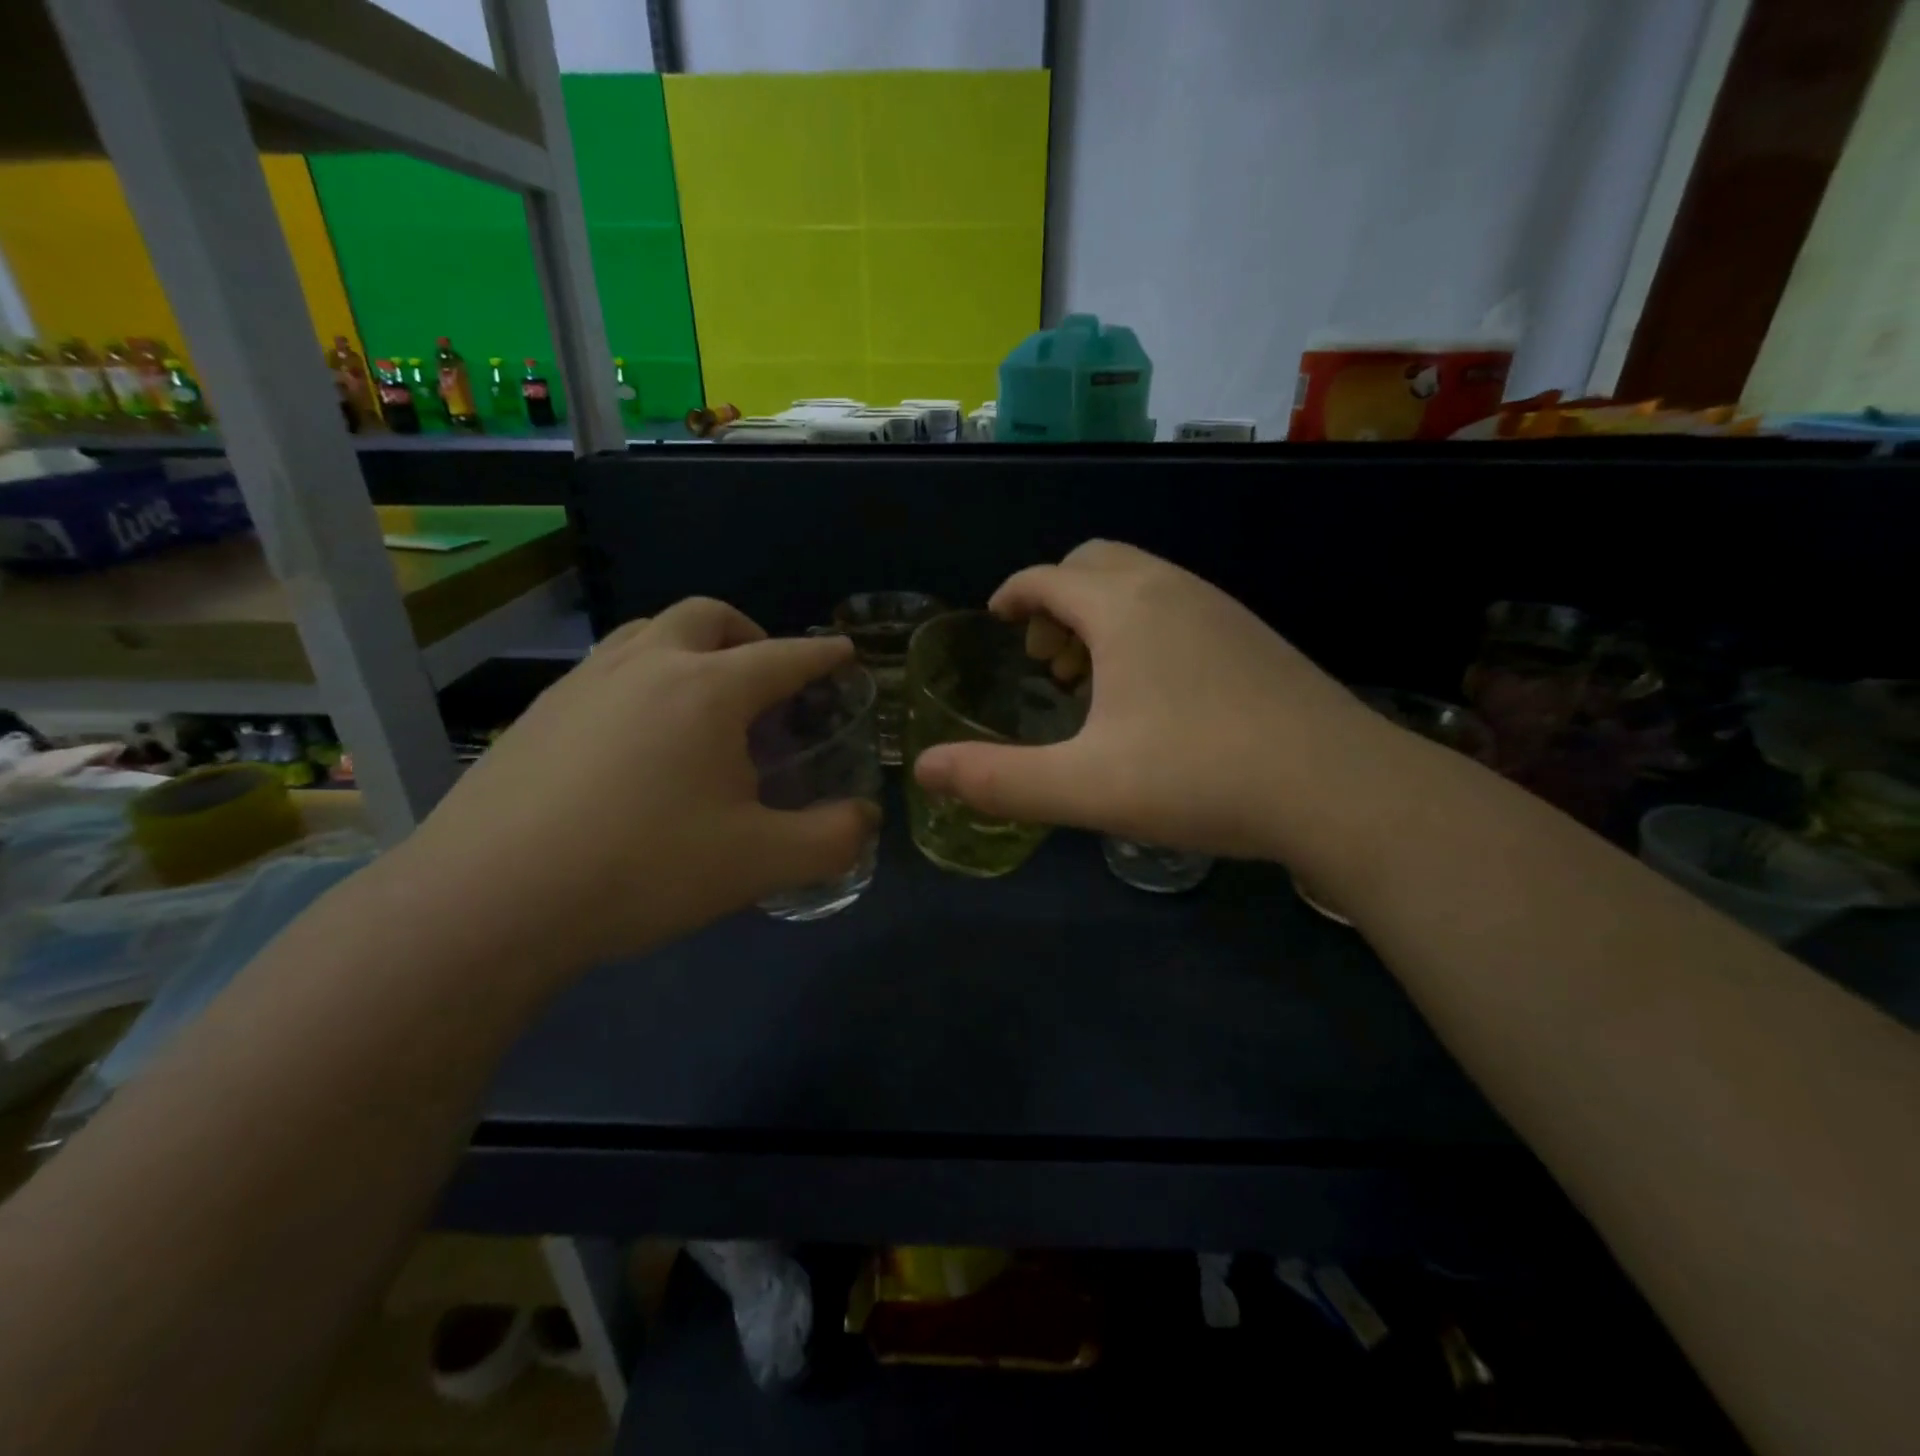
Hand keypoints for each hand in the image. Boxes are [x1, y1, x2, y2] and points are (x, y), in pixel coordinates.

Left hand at [392, 598, 871, 979]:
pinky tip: (638, 738)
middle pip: (707, 616)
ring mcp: (584, 683)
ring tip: (704, 699)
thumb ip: (830, 839)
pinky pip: (607, 669)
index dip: (821, 654)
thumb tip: (865, 820)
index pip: (783, 656)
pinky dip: (643, 677)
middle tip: (767, 677)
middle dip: (750, 633)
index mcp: (707, 690)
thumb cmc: (642, 870)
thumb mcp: (759, 863)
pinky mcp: (539, 713)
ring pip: (648, 632)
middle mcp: (646, 665)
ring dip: (690, 647)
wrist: (490, 901)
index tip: (843, 653)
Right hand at [912, 541, 1394, 864]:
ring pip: (1141, 583)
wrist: (1339, 787)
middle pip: (1095, 562)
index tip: (996, 619)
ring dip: (1101, 615)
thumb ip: (998, 779)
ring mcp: (1220, 609)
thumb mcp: (1084, 786)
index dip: (1013, 595)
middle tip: (1047, 660)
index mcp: (1124, 608)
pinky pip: (1178, 607)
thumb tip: (924, 771)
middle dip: (1057, 599)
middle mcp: (1171, 589)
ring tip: (1093, 680)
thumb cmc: (1200, 777)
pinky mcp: (1253, 637)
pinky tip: (1155, 694)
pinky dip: (1144, 628)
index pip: (1047, 577)